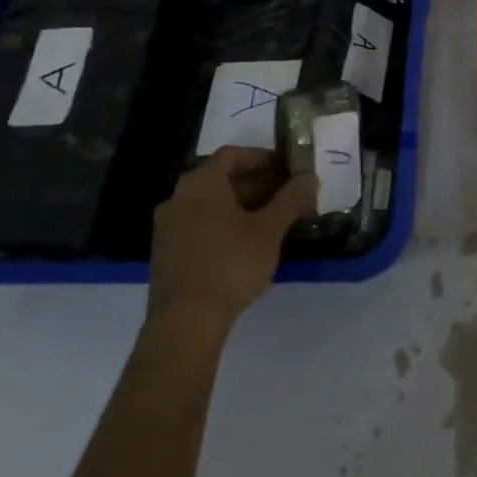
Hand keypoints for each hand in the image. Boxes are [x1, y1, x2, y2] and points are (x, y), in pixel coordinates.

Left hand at [147, 148, 315, 333]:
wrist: (185, 322)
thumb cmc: (230, 264)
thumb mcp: (269, 230)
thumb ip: (291, 199)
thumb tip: (310, 177)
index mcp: (201, 183)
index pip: (233, 154)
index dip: (263, 157)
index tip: (289, 168)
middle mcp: (179, 198)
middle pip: (222, 178)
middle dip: (258, 183)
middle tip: (289, 195)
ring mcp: (168, 227)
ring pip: (211, 204)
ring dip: (243, 205)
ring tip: (275, 219)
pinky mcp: (167, 253)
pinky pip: (200, 224)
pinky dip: (225, 224)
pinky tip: (249, 242)